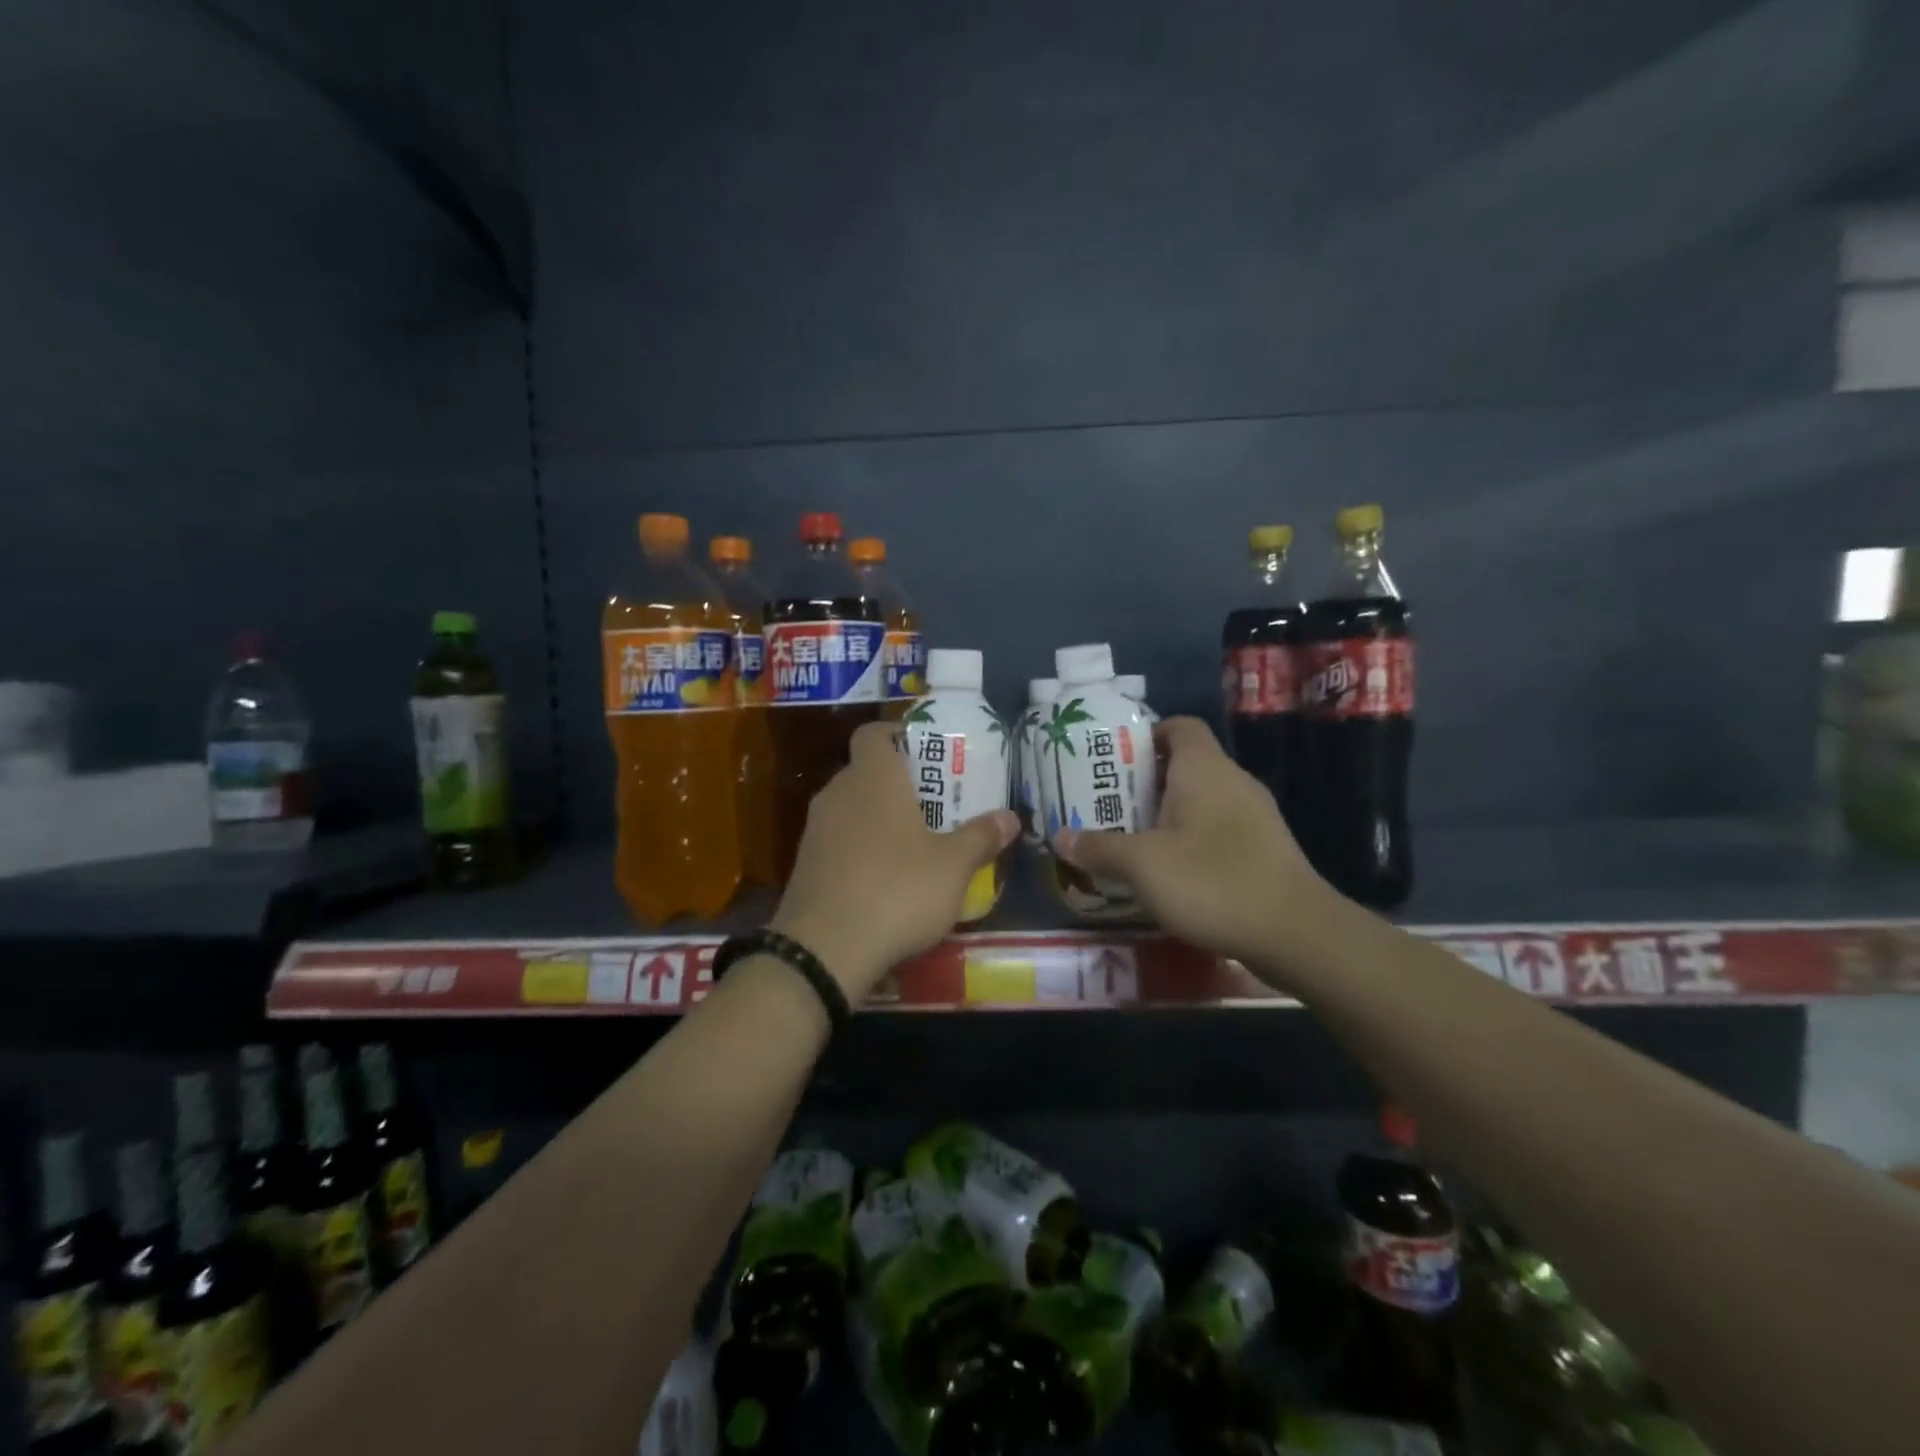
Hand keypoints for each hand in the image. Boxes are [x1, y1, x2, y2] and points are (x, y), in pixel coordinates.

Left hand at [771, 720, 1017, 1001]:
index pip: (873, 733)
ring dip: (880, 817)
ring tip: (917, 842)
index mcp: (873, 777)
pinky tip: (886, 878)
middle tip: (937, 803)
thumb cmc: (896, 890)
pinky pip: (839, 840)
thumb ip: (981, 837)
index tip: (927, 753)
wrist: (823, 950)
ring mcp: (815, 829)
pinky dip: (862, 847)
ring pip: (852, 807)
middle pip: (867, 771)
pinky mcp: (805, 864)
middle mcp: (838, 793)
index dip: (898, 735)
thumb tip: (1011, 818)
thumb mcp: (953, 867)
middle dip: (900, 782)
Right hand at [1053, 716, 1324, 966]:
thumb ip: (1099, 848)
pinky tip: (1169, 869)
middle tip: (1107, 803)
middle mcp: (1233, 781)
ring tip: (1130, 836)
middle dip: (1145, 781)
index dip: (1146, 735)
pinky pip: (1218, 827)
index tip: (1113, 760)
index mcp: (1205, 769)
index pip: (1179, 726)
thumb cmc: (1212, 881)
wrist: (1296, 934)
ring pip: (1202, 798)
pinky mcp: (1264, 847)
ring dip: (1167, 813)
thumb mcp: (1143, 865)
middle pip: (1185, 763)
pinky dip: (1191, 837)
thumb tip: (1060, 837)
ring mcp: (1254, 815)